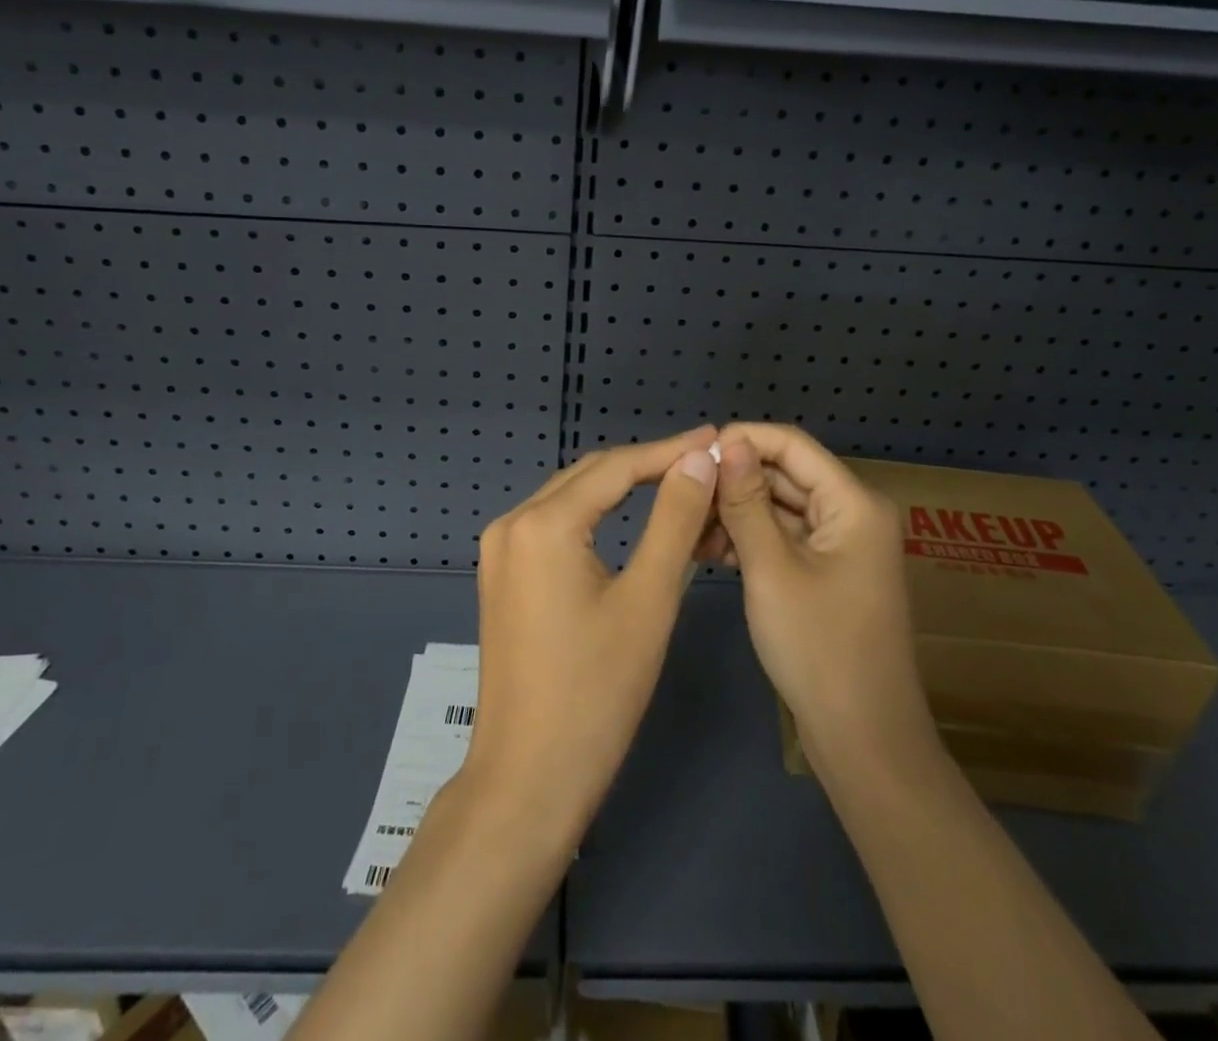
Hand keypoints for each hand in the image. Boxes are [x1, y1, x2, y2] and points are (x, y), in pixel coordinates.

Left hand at [463, 427, 720, 848]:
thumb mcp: (649, 601)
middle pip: (590, 475)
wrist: (529, 779)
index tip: (716, 438)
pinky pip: (555, 525)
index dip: (671, 450)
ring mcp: (500, 549)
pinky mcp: (502, 575)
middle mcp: (512, 523)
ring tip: (679, 481)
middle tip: (705, 458)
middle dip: (648, 464)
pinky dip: (597, 515)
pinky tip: (631, 516)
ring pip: (572, 497)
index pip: (617, 467)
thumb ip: (674, 519)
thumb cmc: (597, 693)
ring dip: (623, 487)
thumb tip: (699, 459)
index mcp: (543, 523)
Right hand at [713, 423, 938, 783]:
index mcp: (853, 502)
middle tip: (680, 498)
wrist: (862, 739)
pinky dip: (749, 539)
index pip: (791, 445)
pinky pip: (784, 537)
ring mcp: (841, 544)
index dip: (741, 440)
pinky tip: (709, 552)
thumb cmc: (818, 648)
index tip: (691, 456)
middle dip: (733, 482)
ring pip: (779, 507)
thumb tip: (728, 443)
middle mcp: (852, 512)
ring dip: (735, 513)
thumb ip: (746, 502)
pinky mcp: (827, 570)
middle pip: (784, 474)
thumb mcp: (771, 569)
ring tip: (688, 531)